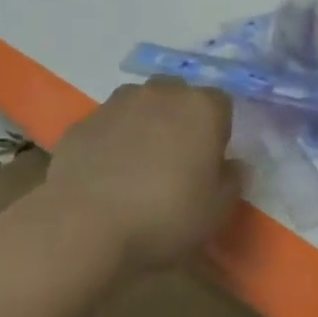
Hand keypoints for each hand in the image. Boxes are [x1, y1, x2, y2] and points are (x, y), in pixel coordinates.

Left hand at [42, 78, 244, 277]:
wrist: (84, 224)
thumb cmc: (163, 216)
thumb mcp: (215, 212)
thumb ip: (232, 181)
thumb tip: (233, 164)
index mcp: (200, 108)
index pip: (221, 104)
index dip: (218, 132)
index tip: (210, 163)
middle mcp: (161, 92)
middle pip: (179, 96)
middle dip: (181, 120)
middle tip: (176, 162)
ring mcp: (118, 102)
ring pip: (141, 105)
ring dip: (145, 125)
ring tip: (138, 169)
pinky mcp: (84, 120)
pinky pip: (108, 126)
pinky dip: (112, 142)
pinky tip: (106, 176)